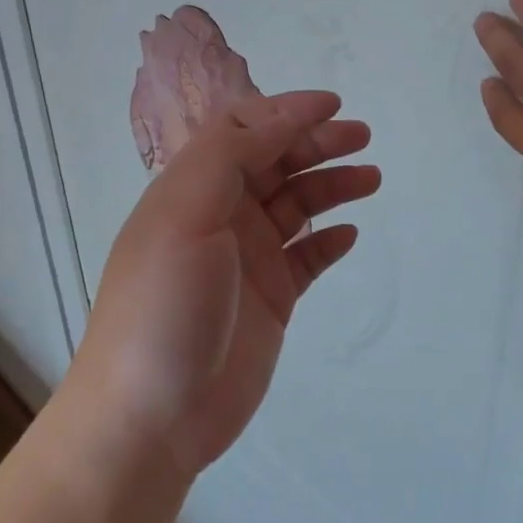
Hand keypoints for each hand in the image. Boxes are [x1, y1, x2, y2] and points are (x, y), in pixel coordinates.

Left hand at [71, 91, 378, 477]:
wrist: (152, 417)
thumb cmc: (164, 304)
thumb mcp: (186, 213)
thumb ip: (231, 156)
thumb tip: (281, 118)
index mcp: (193, 188)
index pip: (243, 130)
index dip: (286, 112)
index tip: (333, 105)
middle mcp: (221, 215)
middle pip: (276, 162)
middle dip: (318, 143)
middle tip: (362, 139)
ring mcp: (248, 258)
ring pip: (298, 205)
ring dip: (332, 185)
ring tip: (370, 180)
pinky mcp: (271, 298)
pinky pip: (307, 256)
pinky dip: (328, 240)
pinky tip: (348, 235)